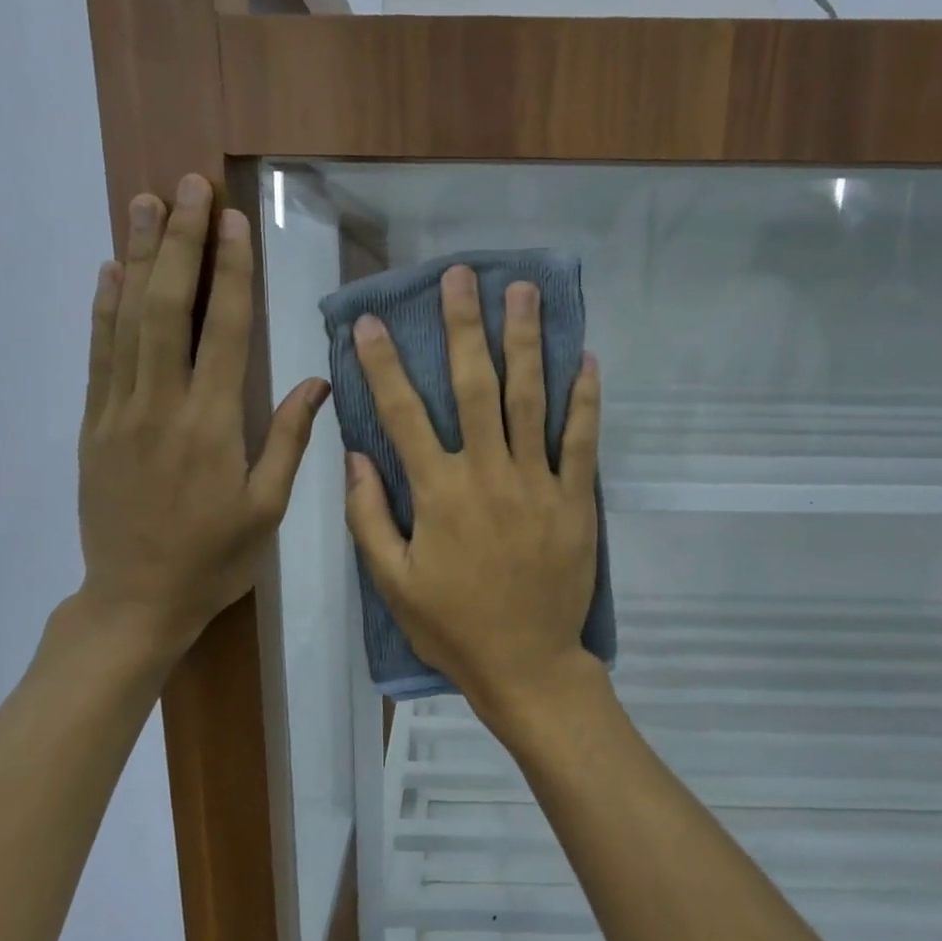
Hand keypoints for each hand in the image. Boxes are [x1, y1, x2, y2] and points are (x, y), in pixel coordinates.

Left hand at [74, 173, 327, 663]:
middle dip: (181, 243)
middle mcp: (160, 406)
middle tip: (188, 186)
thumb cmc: (213, 559)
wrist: (135, 600)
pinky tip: (110, 271)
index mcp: (212, 426)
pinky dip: (102, 308)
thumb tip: (316, 380)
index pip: (222, 331)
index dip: (229, 272)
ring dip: (138, 258)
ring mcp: (118, 412)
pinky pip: (98, 354)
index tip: (233, 220)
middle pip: (167, 308)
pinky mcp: (93, 425)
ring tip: (147, 203)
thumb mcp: (266, 509)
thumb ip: (289, 440)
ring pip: (126, 320)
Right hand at [344, 264, 601, 718]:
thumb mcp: (393, 582)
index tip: (373, 321)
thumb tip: (355, 456)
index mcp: (437, 493)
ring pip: (530, 399)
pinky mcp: (575, 500)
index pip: (403, 414)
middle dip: (464, 326)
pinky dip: (586, 399)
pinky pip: (582, 440)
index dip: (384, 364)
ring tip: (522, 292)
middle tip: (462, 275)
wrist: (526, 664)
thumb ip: (369, 517)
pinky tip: (585, 358)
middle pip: (473, 386)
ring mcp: (537, 483)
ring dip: (525, 341)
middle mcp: (487, 473)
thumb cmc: (453, 626)